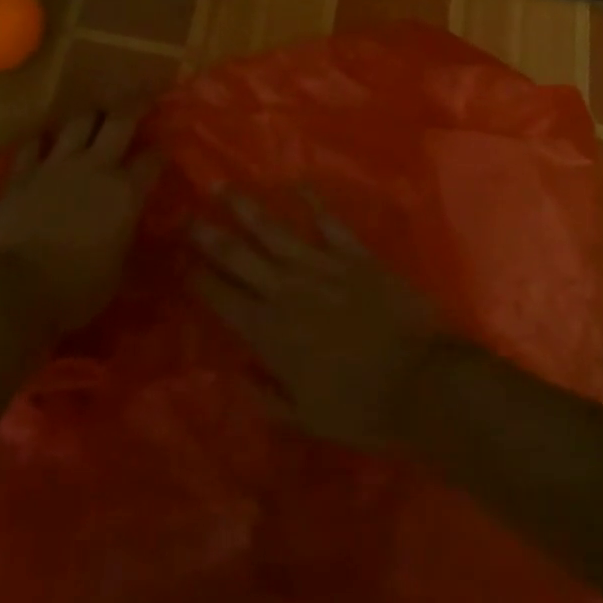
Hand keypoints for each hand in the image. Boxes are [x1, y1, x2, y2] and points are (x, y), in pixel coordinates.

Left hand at [0, 109, 161, 339]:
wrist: (16, 288)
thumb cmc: (77, 290)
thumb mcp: (119, 272)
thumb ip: (129, 240)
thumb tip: (138, 231)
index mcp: (126, 193)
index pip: (152, 159)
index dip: (160, 151)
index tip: (164, 147)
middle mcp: (96, 167)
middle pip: (119, 121)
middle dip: (135, 104)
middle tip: (142, 94)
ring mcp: (57, 165)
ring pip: (79, 121)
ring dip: (90, 114)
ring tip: (96, 110)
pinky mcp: (23, 172)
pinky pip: (33, 144)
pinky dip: (41, 139)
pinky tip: (45, 137)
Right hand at [190, 193, 444, 449]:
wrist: (424, 383)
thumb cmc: (363, 408)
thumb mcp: (306, 418)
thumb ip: (267, 397)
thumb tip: (237, 376)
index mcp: (269, 332)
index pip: (221, 298)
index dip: (196, 278)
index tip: (178, 260)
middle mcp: (287, 290)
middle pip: (238, 256)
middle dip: (208, 235)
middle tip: (185, 213)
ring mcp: (322, 266)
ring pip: (274, 231)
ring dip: (245, 208)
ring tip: (223, 187)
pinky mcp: (355, 256)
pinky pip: (328, 223)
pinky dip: (312, 203)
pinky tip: (295, 184)